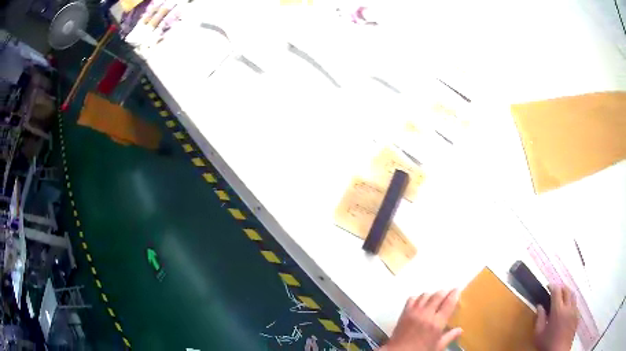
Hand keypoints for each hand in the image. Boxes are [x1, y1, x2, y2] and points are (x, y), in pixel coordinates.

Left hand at [382, 290, 462, 350]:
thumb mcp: (437, 347)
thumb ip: (449, 337)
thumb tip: (460, 330)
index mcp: (436, 323)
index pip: (448, 303)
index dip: (454, 294)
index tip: (458, 290)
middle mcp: (426, 314)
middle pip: (438, 295)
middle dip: (445, 291)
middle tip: (449, 291)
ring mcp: (414, 312)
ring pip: (425, 295)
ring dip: (433, 294)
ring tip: (437, 296)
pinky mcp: (404, 313)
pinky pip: (412, 299)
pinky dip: (418, 297)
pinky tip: (421, 301)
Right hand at [534, 285, 578, 350]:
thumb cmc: (547, 344)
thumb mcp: (538, 334)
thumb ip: (539, 319)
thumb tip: (539, 306)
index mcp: (558, 310)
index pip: (557, 291)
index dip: (552, 286)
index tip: (548, 286)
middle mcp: (568, 307)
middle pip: (567, 290)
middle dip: (561, 288)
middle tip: (555, 291)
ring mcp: (575, 310)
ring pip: (573, 295)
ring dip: (568, 294)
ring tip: (562, 298)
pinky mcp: (577, 316)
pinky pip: (575, 304)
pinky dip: (571, 303)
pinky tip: (567, 311)